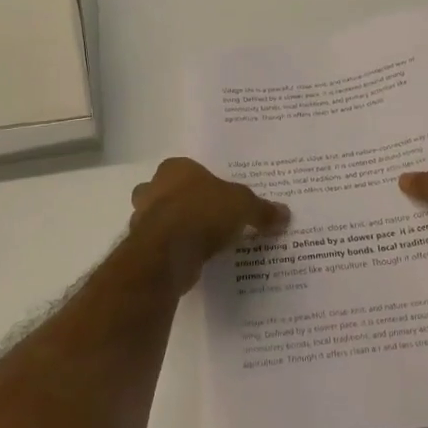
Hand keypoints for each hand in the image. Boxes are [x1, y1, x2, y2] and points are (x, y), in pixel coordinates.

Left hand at [129, 157, 288, 292]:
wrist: (168, 251)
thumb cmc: (203, 212)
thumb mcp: (244, 206)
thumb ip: (262, 209)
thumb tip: (285, 214)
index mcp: (175, 169)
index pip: (187, 169)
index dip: (202, 182)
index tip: (217, 196)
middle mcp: (154, 188)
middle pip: (167, 192)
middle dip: (181, 203)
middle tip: (208, 217)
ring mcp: (143, 218)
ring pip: (160, 219)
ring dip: (175, 228)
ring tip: (203, 242)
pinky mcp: (143, 247)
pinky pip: (162, 245)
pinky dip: (174, 251)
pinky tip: (193, 259)